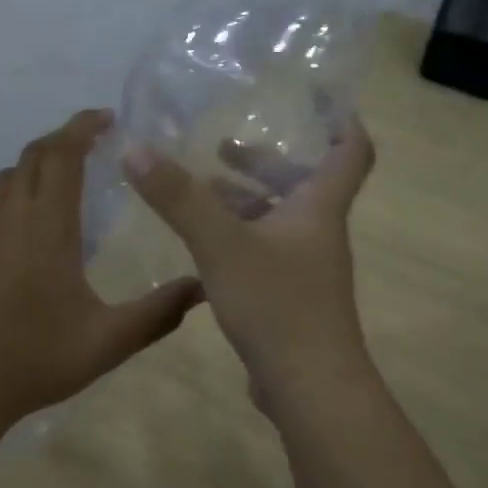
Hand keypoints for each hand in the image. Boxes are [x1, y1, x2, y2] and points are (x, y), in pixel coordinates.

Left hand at [0, 109, 204, 425]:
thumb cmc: (37, 360)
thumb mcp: (108, 342)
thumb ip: (159, 313)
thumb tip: (204, 287)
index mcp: (47, 228)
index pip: (61, 155)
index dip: (82, 127)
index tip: (107, 118)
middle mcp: (10, 218)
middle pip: (33, 155)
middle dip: (64, 138)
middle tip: (95, 141)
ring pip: (9, 177)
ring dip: (38, 164)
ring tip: (67, 176)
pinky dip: (17, 192)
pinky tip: (32, 224)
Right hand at [124, 118, 375, 413]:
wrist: (310, 389)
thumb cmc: (277, 304)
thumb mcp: (221, 244)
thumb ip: (179, 198)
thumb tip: (137, 149)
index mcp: (318, 209)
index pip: (350, 152)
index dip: (341, 121)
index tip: (318, 98)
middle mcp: (316, 233)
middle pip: (302, 184)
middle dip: (266, 162)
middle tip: (224, 146)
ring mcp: (305, 269)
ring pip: (278, 219)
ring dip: (246, 199)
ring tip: (202, 188)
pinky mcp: (288, 298)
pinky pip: (264, 251)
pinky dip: (238, 236)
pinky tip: (202, 243)